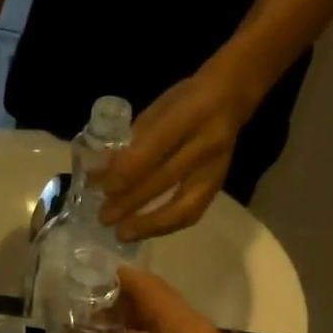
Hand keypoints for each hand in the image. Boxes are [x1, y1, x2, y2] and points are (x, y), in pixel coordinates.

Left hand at [97, 64, 257, 242]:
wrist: (231, 97)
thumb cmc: (185, 101)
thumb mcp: (158, 109)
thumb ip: (133, 140)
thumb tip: (101, 171)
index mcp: (190, 114)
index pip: (154, 148)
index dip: (126, 171)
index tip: (102, 187)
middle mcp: (206, 144)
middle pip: (165, 180)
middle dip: (131, 202)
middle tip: (104, 217)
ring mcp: (216, 169)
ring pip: (183, 206)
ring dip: (149, 225)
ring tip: (123, 234)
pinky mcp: (218, 186)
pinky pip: (192, 214)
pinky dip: (166, 226)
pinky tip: (145, 231)